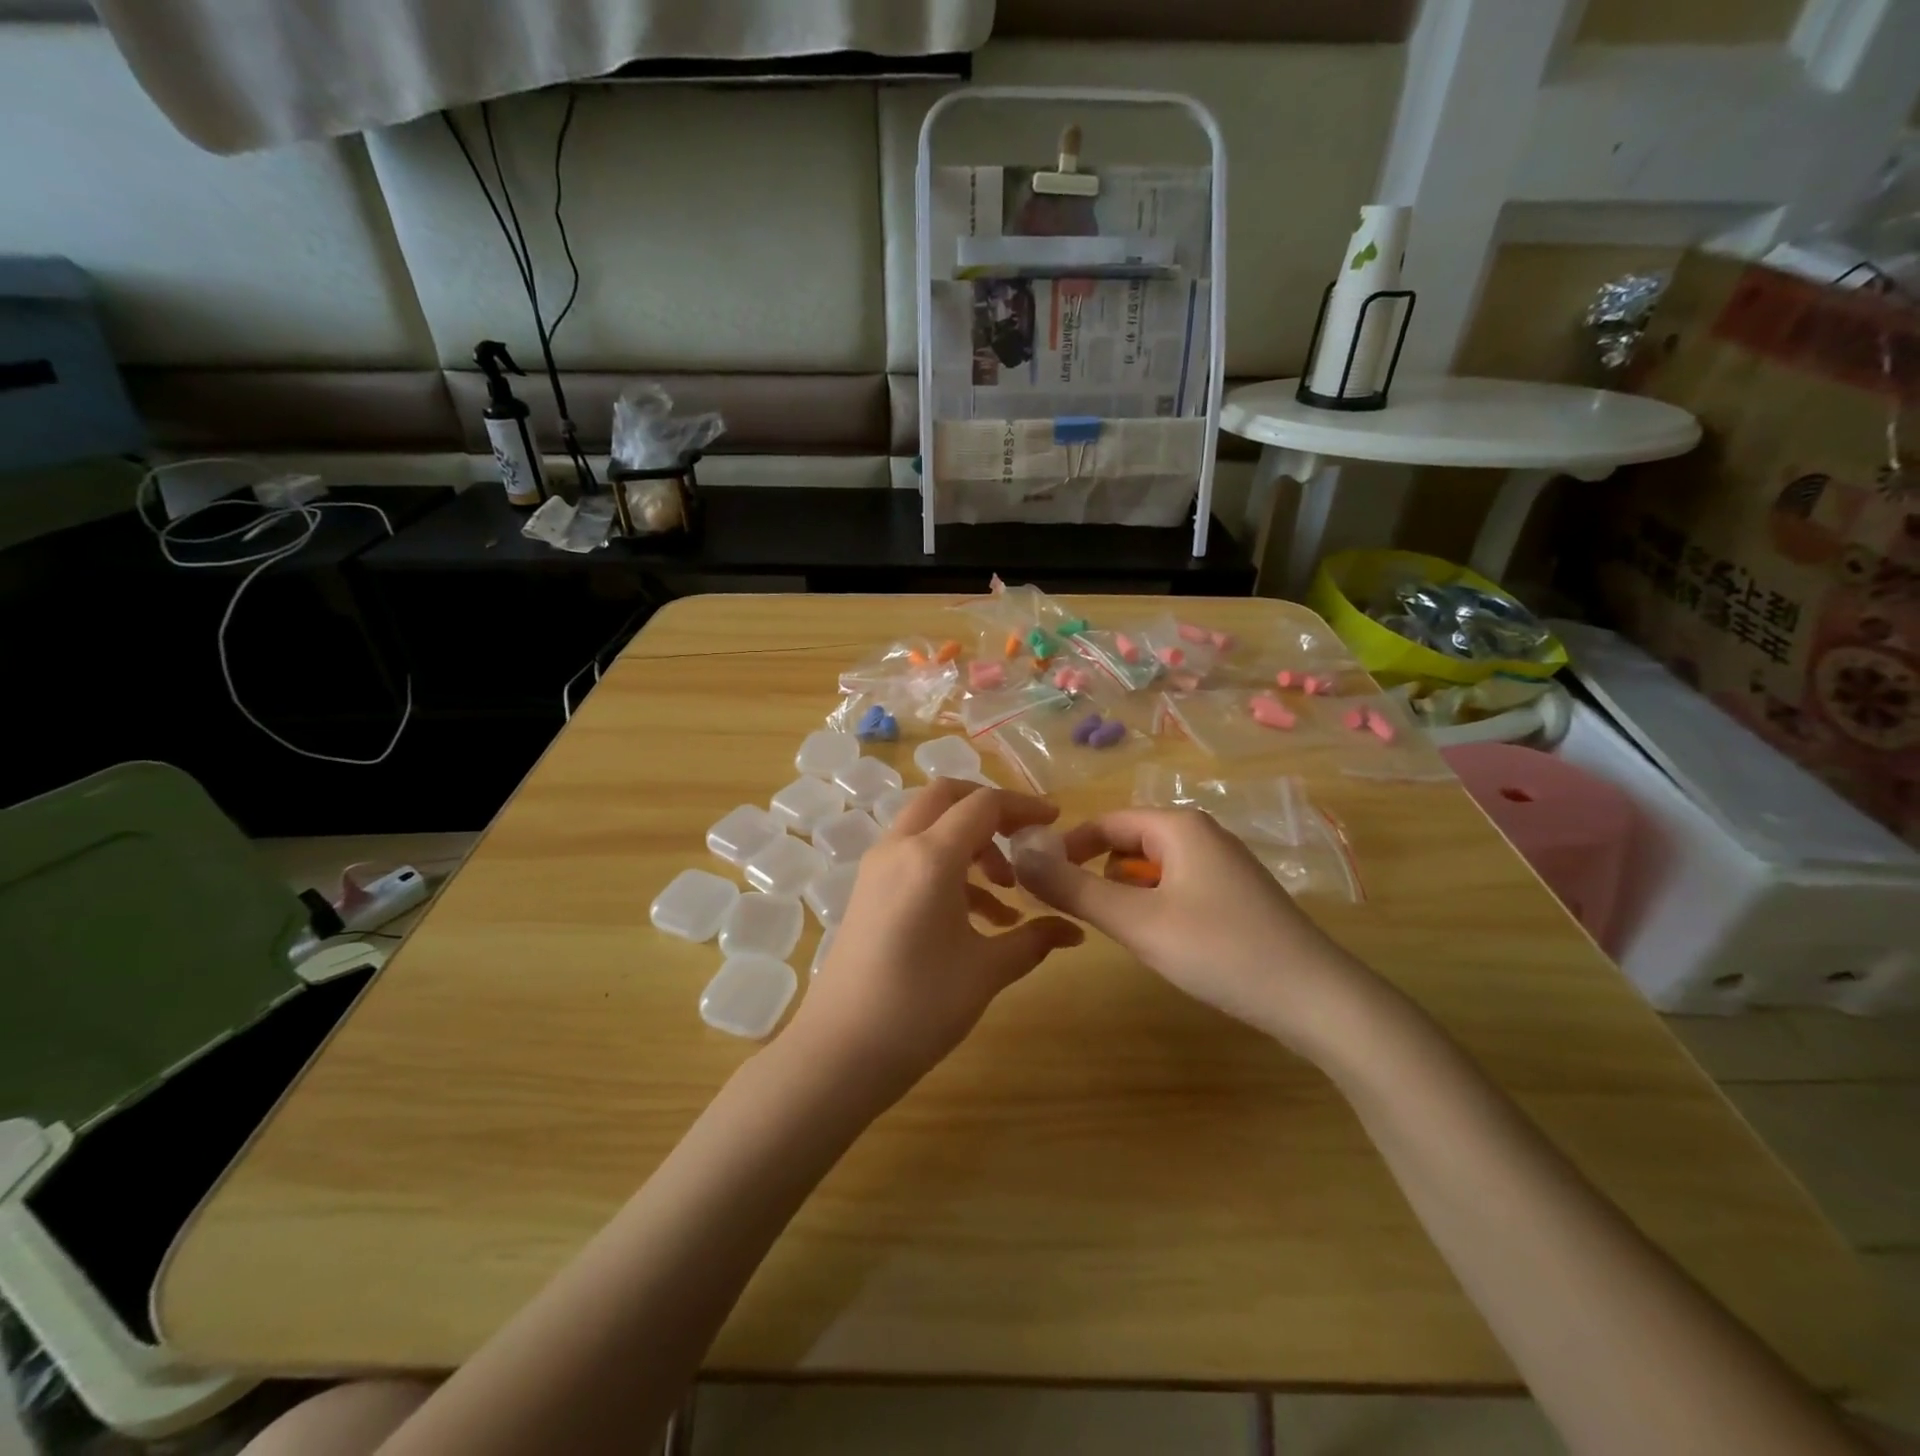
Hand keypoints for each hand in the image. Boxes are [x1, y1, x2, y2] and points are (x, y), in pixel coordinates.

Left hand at [788, 779, 1084, 1097]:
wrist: (839, 1052)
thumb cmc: (919, 1007)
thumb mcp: (986, 971)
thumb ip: (1033, 940)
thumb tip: (1073, 931)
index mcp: (930, 856)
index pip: (983, 804)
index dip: (1023, 806)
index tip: (1055, 821)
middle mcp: (898, 848)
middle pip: (945, 797)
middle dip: (989, 809)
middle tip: (1024, 839)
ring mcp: (877, 868)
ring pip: (929, 826)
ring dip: (971, 843)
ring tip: (1009, 893)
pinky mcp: (868, 890)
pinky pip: (914, 857)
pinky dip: (949, 867)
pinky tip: (980, 917)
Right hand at [1012, 808, 1375, 1056]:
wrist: (1318, 1000)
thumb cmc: (1221, 951)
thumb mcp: (1136, 921)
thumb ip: (1074, 888)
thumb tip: (1019, 854)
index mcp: (1179, 826)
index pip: (1104, 823)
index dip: (1066, 848)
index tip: (1039, 882)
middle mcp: (1202, 835)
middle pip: (1128, 843)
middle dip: (1097, 874)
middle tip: (1077, 914)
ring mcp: (1224, 866)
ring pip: (1152, 869)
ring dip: (1126, 894)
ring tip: (1120, 933)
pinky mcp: (1236, 896)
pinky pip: (1177, 888)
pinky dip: (1155, 906)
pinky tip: (1163, 942)